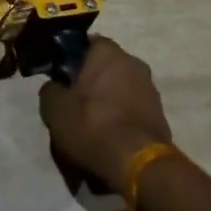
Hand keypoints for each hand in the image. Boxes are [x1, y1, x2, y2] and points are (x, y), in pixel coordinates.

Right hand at [39, 37, 172, 192]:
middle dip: (89, 88)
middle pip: (103, 70)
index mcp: (107, 51)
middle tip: (73, 111)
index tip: (61, 82)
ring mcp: (149, 88)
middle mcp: (132, 61)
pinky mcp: (159, 114)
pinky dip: (120, 124)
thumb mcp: (55, 110)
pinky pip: (131, 113)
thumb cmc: (92, 126)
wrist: (138, 166)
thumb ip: (50, 90)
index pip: (85, 44)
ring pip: (117, 93)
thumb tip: (55, 87)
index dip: (70, 62)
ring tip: (90, 135)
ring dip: (105, 107)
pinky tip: (108, 146)